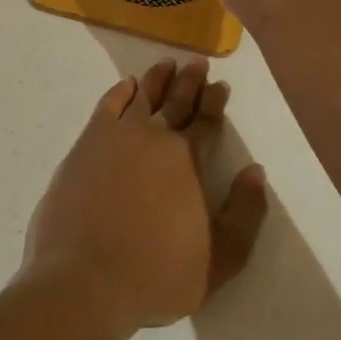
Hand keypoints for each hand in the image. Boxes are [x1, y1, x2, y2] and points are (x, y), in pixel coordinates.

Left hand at [22, 58, 267, 339]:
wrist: (84, 278)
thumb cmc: (156, 275)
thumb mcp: (219, 259)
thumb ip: (244, 215)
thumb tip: (256, 172)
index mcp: (187, 160)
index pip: (205, 122)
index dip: (214, 102)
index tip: (220, 84)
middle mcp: (153, 138)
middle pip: (175, 102)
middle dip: (190, 81)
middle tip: (197, 62)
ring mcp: (115, 137)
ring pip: (141, 97)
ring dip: (156, 80)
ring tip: (166, 63)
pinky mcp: (85, 145)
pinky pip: (107, 106)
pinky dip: (119, 92)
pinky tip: (126, 84)